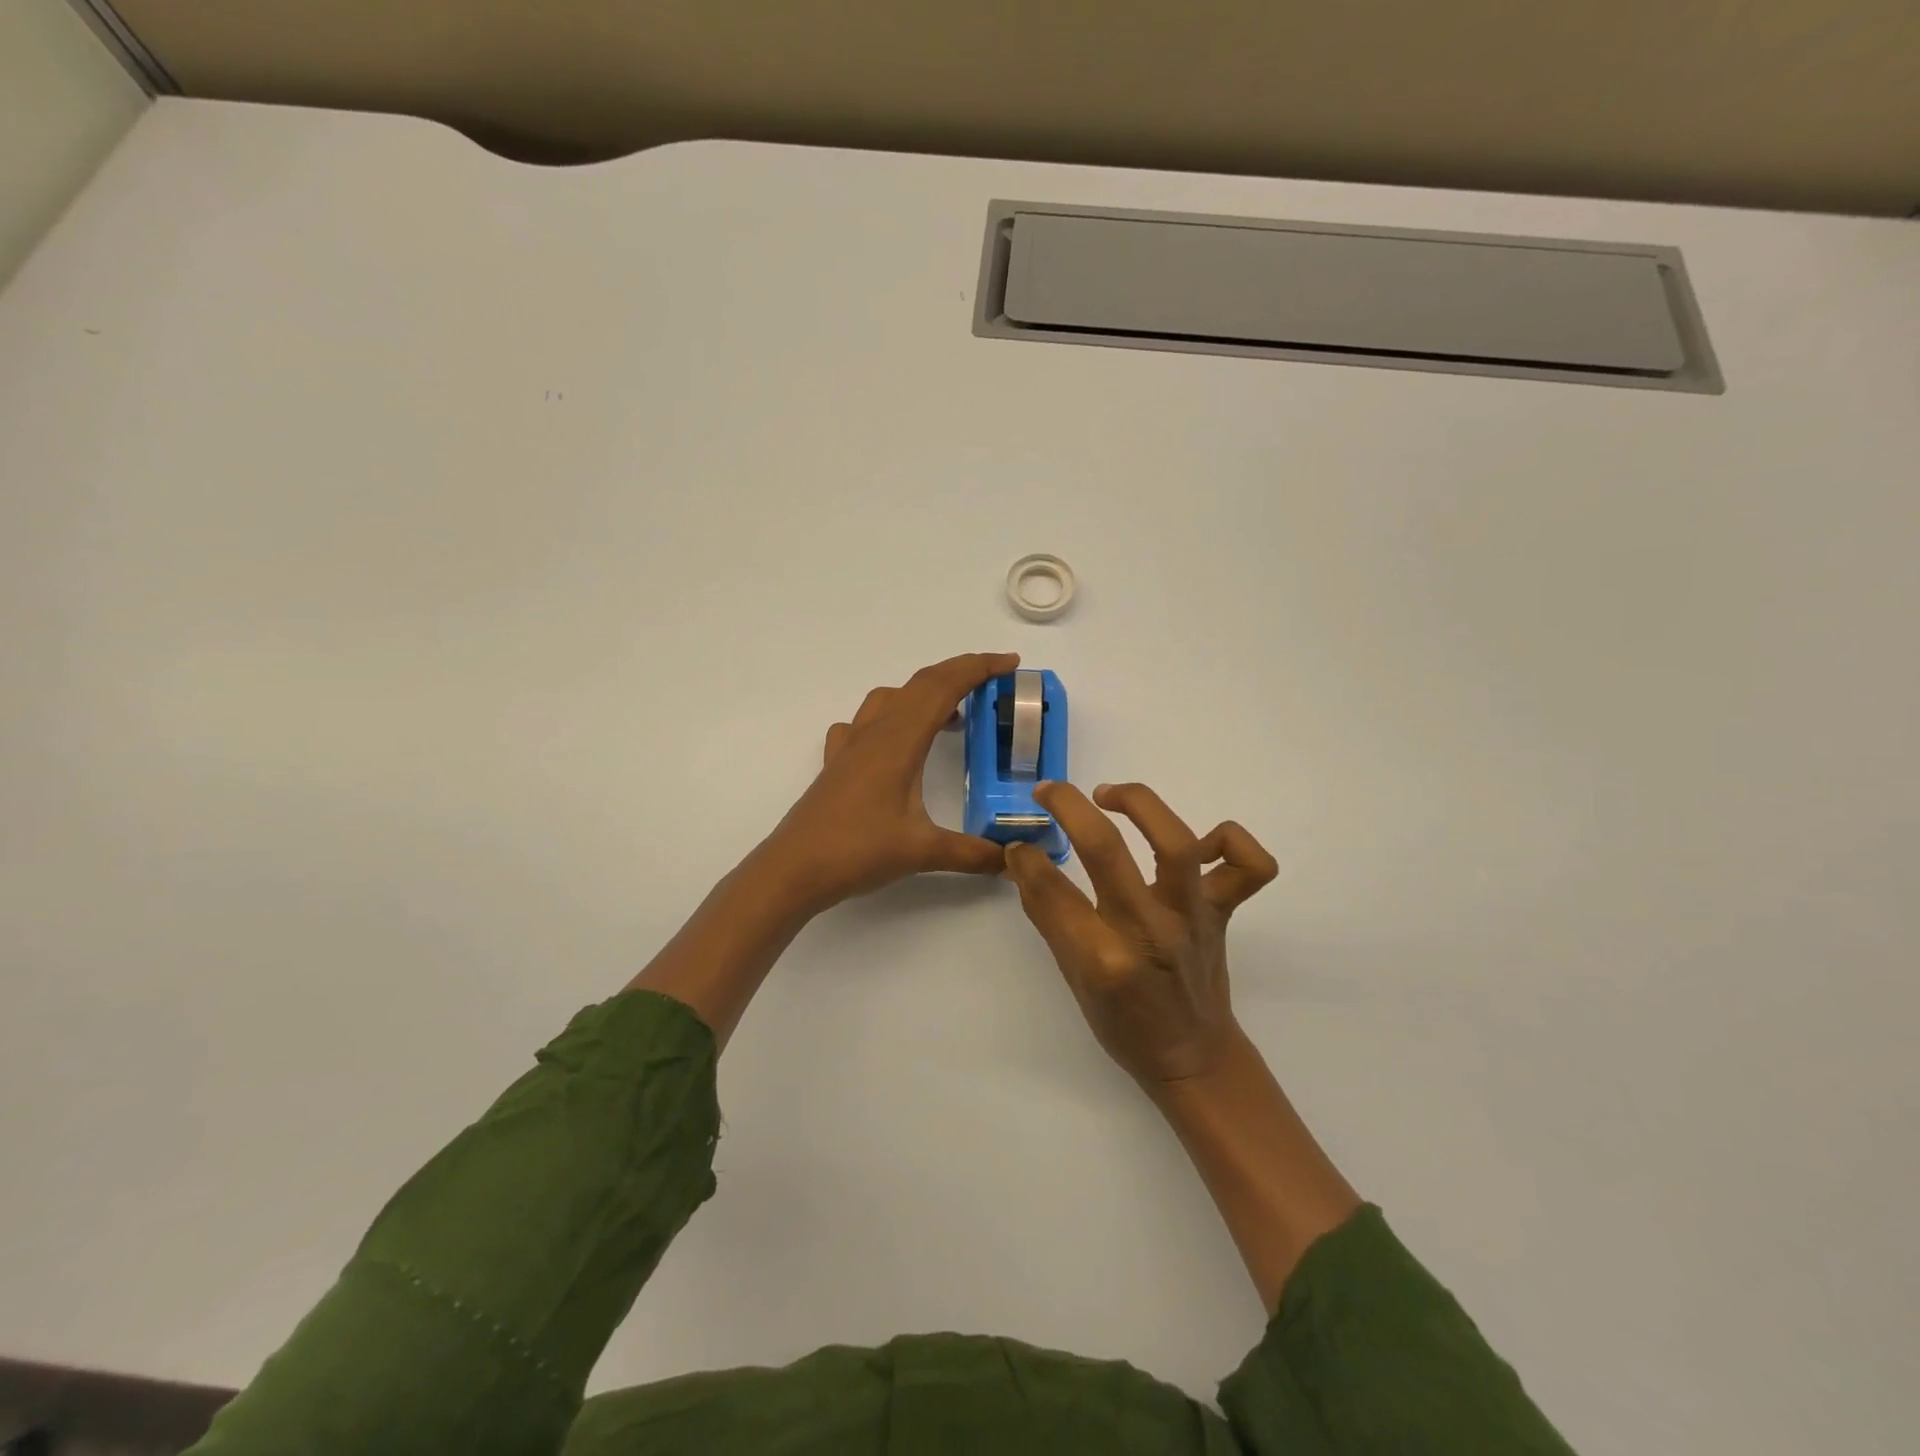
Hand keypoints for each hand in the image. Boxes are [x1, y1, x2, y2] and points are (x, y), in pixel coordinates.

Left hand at [759, 652, 1019, 912]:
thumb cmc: (857, 851)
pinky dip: (889, 718)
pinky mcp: (837, 764)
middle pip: (920, 684)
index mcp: (899, 741)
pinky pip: (864, 723)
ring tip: (950, 717)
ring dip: (924, 694)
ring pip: (890, 698)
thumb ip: (972, 853)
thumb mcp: (922, 852)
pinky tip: (895, 744)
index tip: (1010, 663)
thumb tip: (1011, 859)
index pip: (942, 687)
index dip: (978, 668)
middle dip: (959, 674)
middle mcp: (874, 733)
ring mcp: (851, 746)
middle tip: (994, 682)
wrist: (793, 869)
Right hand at [1005, 781, 1277, 1086]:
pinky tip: (1199, 841)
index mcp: (1105, 959)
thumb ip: (1049, 917)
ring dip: (1139, 804)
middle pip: (1106, 849)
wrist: (1194, 1057)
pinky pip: (1249, 866)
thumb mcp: (1073, 979)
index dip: (1026, 859)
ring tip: (1109, 796)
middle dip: (1069, 807)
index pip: (1053, 890)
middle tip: (1048, 792)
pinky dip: (1229, 840)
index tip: (1018, 845)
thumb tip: (1024, 861)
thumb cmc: (1124, 1025)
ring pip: (1176, 842)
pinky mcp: (1224, 912)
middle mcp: (1150, 931)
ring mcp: (1194, 918)